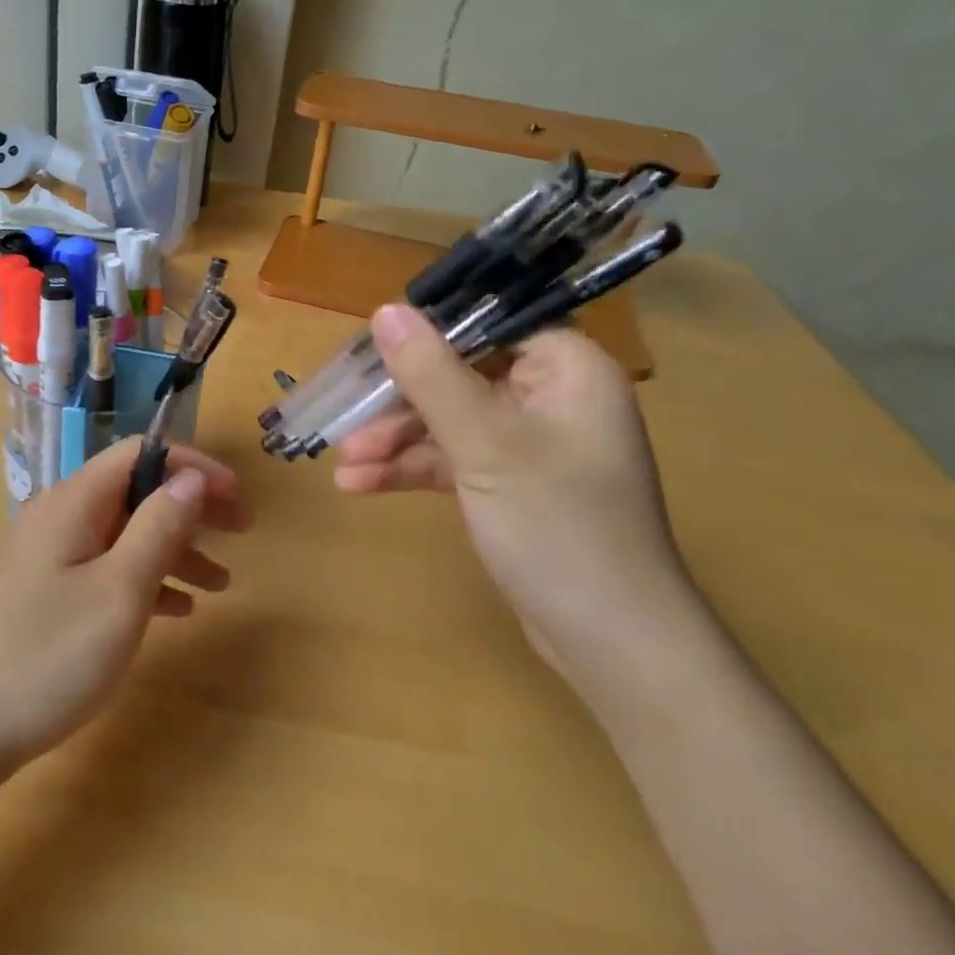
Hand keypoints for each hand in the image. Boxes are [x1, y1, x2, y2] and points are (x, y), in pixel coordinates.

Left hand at [0, 440, 250, 770]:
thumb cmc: (48, 655)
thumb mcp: (119, 591)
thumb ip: (158, 527)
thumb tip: (190, 476)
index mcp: (75, 501)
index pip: (141, 453)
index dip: (193, 466)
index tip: (237, 497)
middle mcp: (61, 515)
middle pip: (136, 490)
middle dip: (191, 507)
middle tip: (240, 533)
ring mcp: (51, 555)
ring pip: (125, 532)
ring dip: (175, 548)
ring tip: (220, 585)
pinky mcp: (47, 591)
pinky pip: (108, 567)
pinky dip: (146, 579)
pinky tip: (176, 610)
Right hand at [334, 304, 706, 697]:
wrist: (611, 644)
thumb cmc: (556, 525)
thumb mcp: (484, 443)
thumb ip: (431, 374)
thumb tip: (386, 310)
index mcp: (567, 369)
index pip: (488, 326)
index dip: (427, 333)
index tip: (370, 349)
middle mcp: (553, 398)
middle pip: (459, 376)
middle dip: (399, 403)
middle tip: (346, 417)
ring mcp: (532, 446)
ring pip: (450, 422)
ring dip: (396, 442)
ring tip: (343, 464)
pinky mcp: (513, 486)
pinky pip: (455, 460)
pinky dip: (413, 470)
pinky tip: (361, 485)